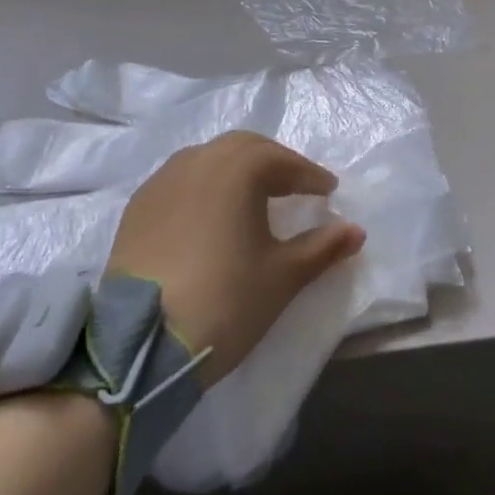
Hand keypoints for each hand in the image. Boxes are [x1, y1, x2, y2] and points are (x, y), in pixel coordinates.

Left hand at [107, 131, 364, 385]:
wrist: (140, 345)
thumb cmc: (226, 300)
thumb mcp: (283, 276)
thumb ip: (323, 247)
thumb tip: (356, 230)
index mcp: (238, 167)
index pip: (284, 162)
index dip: (310, 176)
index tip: (329, 191)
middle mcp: (199, 160)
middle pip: (245, 149)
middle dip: (274, 163)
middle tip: (295, 187)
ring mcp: (162, 180)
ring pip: (209, 159)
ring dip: (237, 170)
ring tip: (254, 197)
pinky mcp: (138, 206)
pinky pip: (181, 180)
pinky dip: (205, 186)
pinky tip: (211, 214)